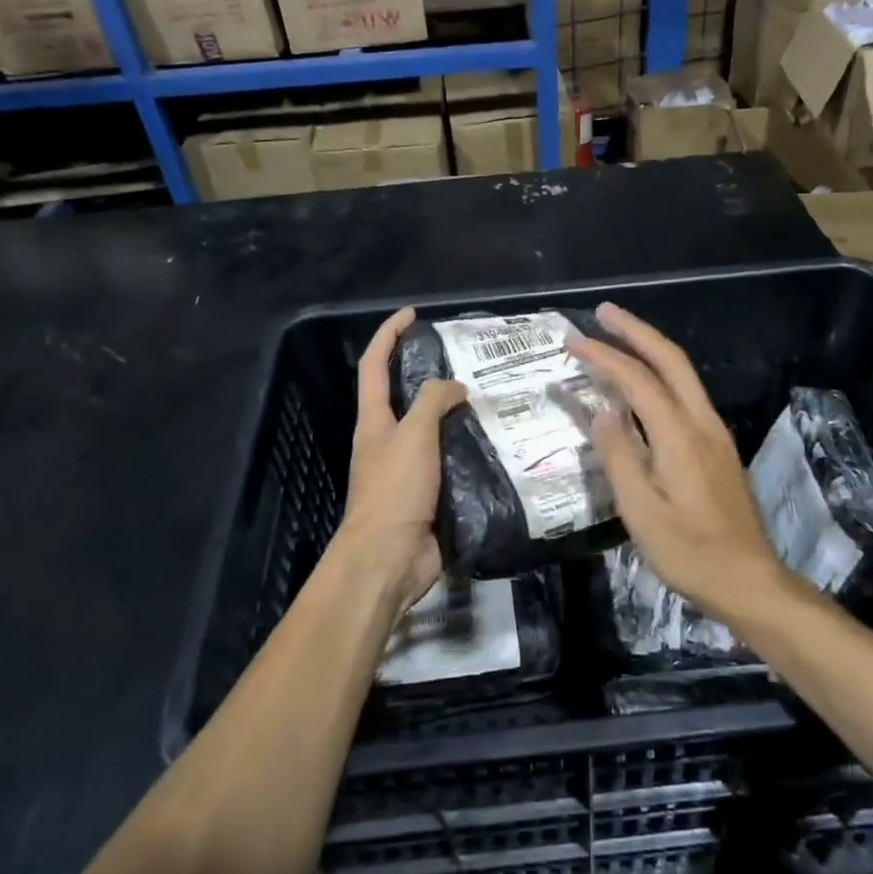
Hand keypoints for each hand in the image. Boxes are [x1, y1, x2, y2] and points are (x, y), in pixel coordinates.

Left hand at [331, 307, 466, 612]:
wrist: (389, 559)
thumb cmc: (394, 490)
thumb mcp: (413, 436)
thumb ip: (433, 402)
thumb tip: (455, 387)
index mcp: (375, 420)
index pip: (374, 365)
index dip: (388, 334)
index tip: (412, 314)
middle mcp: (388, 439)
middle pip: (406, 395)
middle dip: (430, 373)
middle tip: (469, 360)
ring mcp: (409, 468)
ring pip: (434, 429)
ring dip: (457, 413)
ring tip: (493, 397)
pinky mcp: (430, 493)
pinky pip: (452, 460)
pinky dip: (470, 448)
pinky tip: (498, 442)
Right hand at [570, 303, 788, 623]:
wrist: (749, 581)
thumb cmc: (689, 553)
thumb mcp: (642, 512)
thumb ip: (620, 457)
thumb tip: (601, 412)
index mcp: (680, 436)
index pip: (637, 380)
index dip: (604, 356)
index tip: (573, 341)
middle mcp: (702, 423)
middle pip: (670, 360)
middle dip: (636, 331)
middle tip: (603, 312)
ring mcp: (715, 434)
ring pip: (683, 374)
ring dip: (651, 348)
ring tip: (619, 337)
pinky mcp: (718, 447)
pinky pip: (686, 394)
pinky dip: (661, 374)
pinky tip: (644, 384)